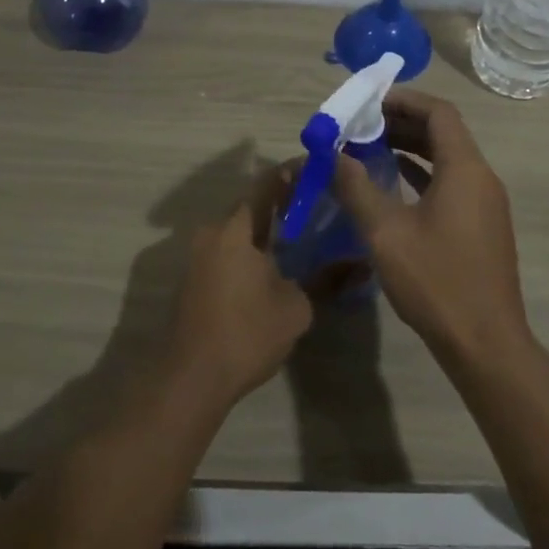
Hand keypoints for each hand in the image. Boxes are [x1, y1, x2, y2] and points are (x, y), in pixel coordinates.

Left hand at [170, 170, 313, 405]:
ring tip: (304, 231)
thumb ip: (326, 278)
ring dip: (267, 227)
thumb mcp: (296, 307)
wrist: (191, 380)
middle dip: (284, 201)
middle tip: (318, 202)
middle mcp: (212, 234)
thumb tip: (357, 263)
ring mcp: (198, 257)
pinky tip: (277, 262)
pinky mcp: (194, 279)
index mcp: (235, 229)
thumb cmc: (246, 334)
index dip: (293, 173)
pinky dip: (253, 247)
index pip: (266, 184)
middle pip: (251, 206)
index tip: (320, 168)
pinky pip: (229, 250)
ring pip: (239, 230)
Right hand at [331, 88, 530, 367]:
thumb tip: (332, 156)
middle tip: (362, 123)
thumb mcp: (386, 233)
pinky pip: (451, 183)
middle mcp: (481, 177)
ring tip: (370, 146)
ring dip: (412, 148)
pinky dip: (422, 174)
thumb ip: (357, 189)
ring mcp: (485, 203)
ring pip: (447, 158)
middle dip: (402, 122)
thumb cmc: (436, 281)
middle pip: (444, 132)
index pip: (439, 112)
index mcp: (465, 168)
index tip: (369, 100)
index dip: (404, 100)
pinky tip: (393, 181)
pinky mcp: (482, 225)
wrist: (485, 343)